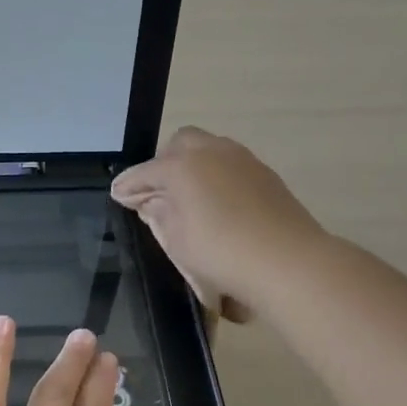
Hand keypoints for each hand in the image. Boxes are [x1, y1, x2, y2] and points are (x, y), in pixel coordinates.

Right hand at [111, 126, 324, 322]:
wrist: (288, 261)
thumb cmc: (220, 252)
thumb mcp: (176, 240)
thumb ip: (159, 215)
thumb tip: (152, 202)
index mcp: (180, 165)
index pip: (144, 172)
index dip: (129, 186)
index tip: (119, 196)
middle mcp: (210, 151)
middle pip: (179, 144)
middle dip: (164, 164)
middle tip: (158, 192)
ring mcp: (242, 159)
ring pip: (209, 149)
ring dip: (194, 166)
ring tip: (189, 197)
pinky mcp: (265, 173)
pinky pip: (231, 165)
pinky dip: (217, 176)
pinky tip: (219, 203)